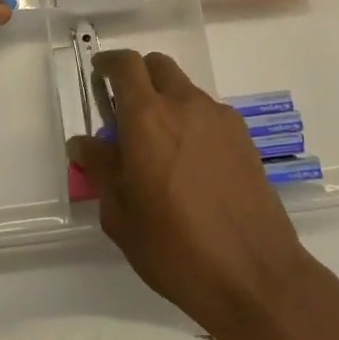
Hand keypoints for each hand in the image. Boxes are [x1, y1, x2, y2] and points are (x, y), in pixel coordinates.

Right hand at [67, 51, 320, 339]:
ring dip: (166, 102)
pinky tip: (192, 165)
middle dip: (138, 77)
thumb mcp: (121, 215)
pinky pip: (208, 114)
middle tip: (126, 111)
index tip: (98, 74)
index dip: (108, 63)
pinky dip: (192, 123)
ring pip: (184, 90)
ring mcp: (219, 118)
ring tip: (160, 147)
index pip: (125, 65)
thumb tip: (83, 143)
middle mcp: (184, 104)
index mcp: (147, 117)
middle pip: (158, 66)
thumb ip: (101, 169)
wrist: (255, 276)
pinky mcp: (243, 138)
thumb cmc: (176, 248)